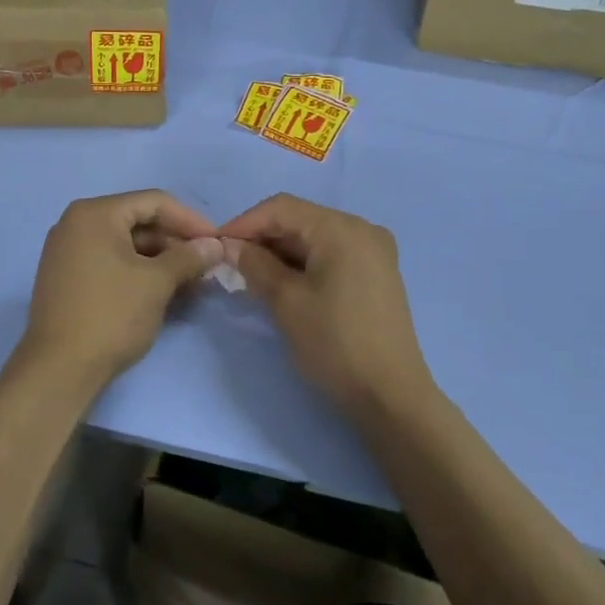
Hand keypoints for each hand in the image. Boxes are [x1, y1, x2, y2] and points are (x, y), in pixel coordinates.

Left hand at [16, 190, 223, 393]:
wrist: (59, 369)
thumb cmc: (111, 315)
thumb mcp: (157, 283)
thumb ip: (188, 257)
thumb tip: (215, 245)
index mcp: (95, 213)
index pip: (153, 202)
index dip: (190, 220)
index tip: (218, 241)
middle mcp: (76, 223)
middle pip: (138, 221)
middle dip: (176, 242)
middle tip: (207, 266)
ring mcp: (67, 251)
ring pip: (125, 244)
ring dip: (160, 260)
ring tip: (192, 282)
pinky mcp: (67, 277)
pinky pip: (110, 261)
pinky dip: (138, 271)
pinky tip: (164, 291)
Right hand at [220, 194, 437, 414]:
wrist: (390, 396)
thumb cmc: (334, 343)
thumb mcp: (286, 302)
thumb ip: (256, 265)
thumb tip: (230, 246)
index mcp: (342, 229)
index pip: (282, 208)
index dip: (244, 223)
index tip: (215, 246)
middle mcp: (362, 229)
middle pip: (300, 220)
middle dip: (262, 238)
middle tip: (229, 263)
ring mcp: (374, 252)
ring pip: (315, 238)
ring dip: (281, 252)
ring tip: (249, 276)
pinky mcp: (376, 274)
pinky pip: (331, 255)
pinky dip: (304, 264)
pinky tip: (281, 283)